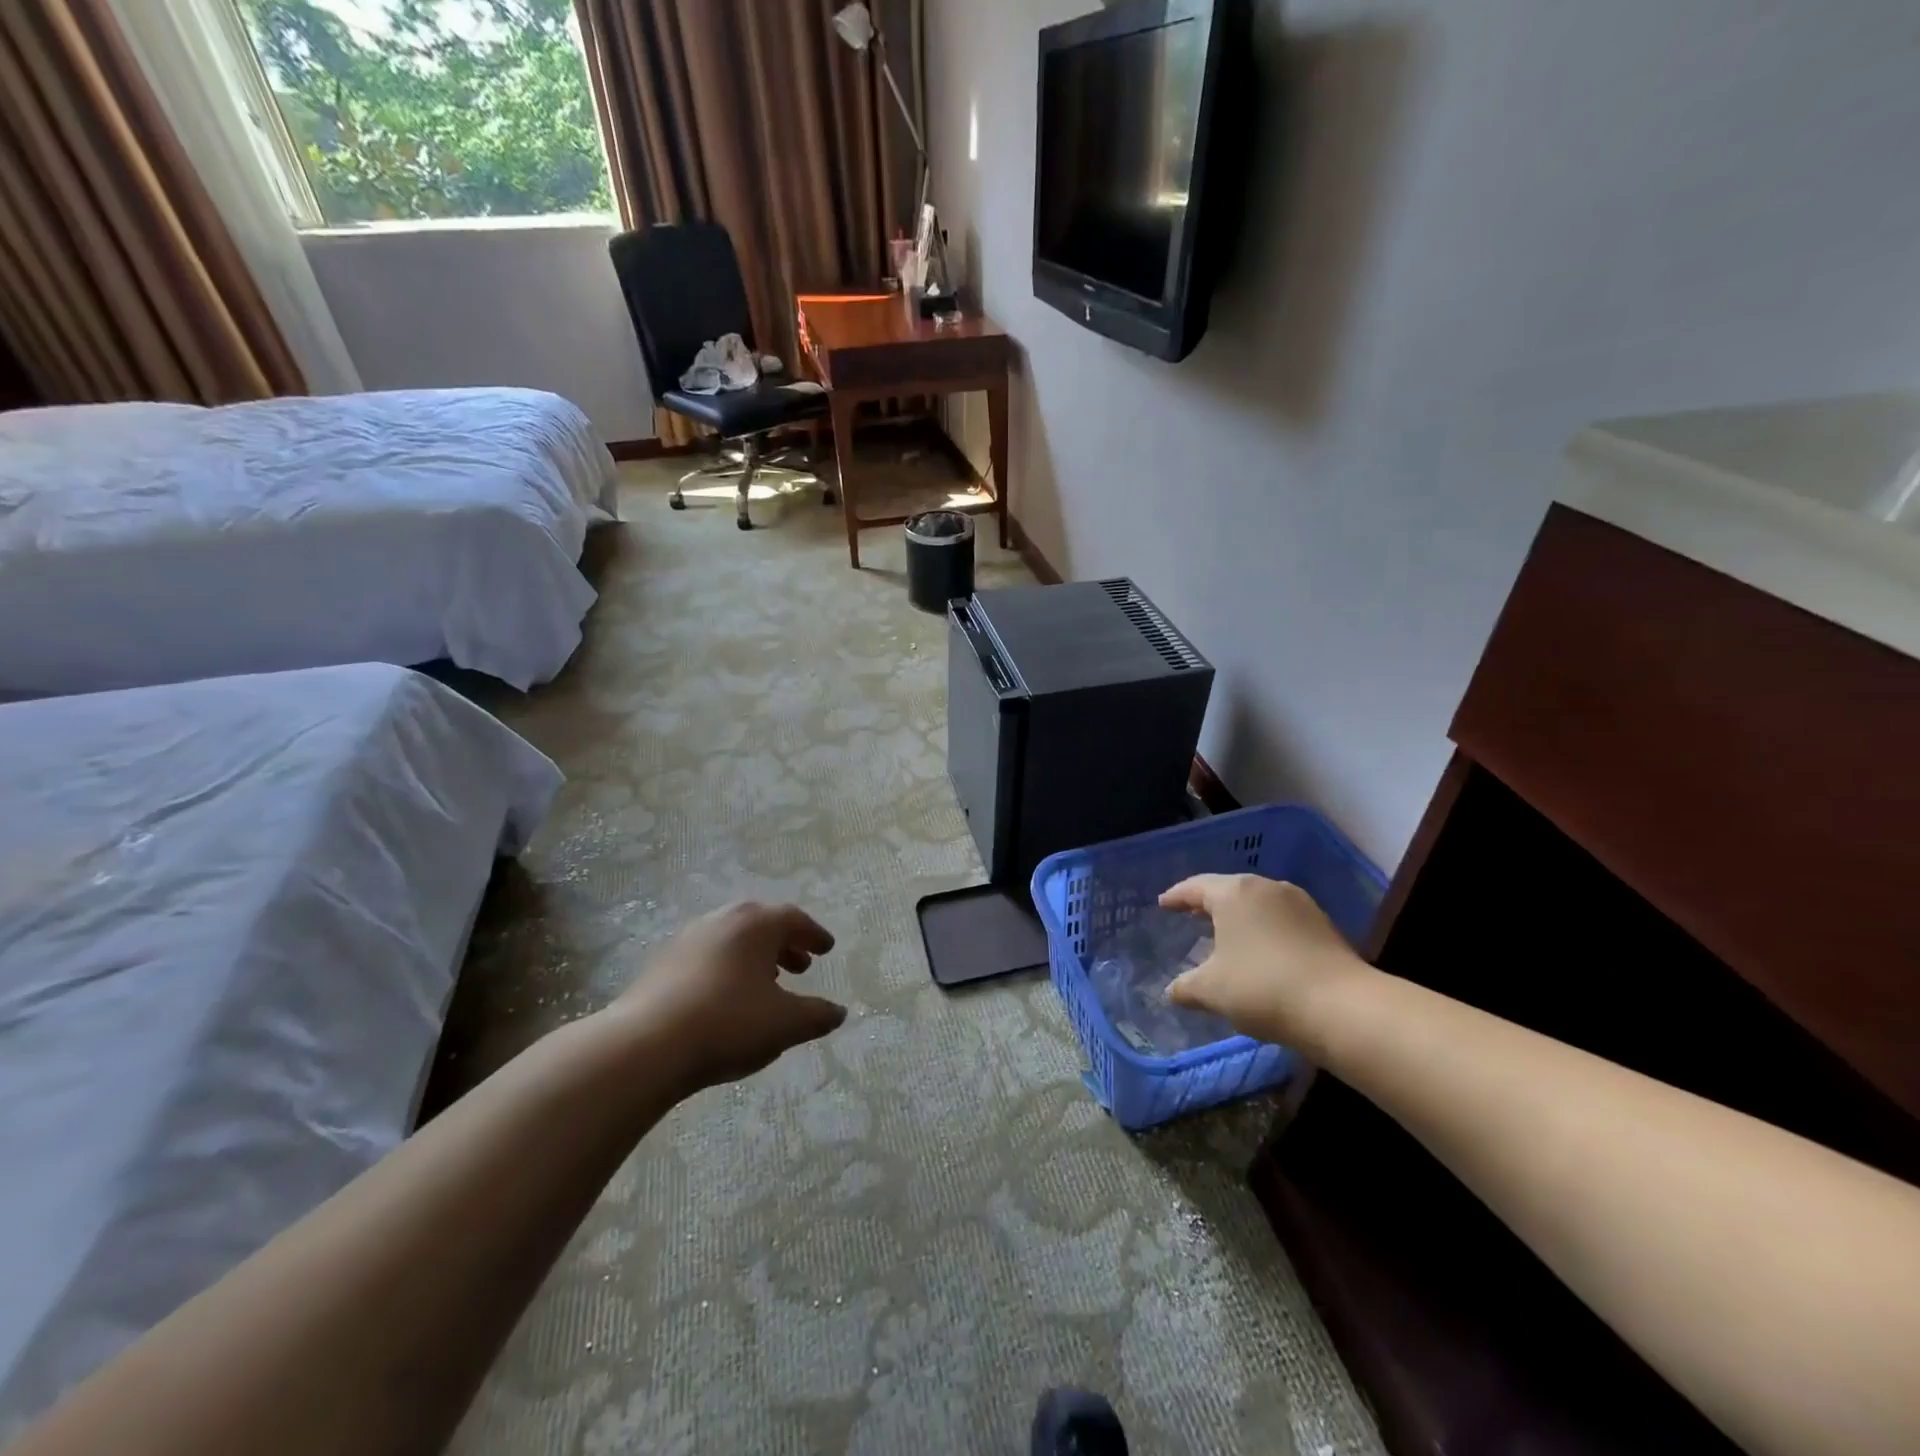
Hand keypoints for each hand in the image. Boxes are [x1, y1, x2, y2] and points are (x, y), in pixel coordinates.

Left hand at [606, 901, 845, 1095]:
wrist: (645, 1045)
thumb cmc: (728, 1023)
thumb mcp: (785, 1024)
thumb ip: (817, 1015)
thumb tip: (840, 1012)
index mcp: (756, 924)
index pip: (794, 919)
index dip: (814, 935)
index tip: (826, 949)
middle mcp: (723, 920)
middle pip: (761, 924)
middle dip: (784, 944)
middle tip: (801, 967)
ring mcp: (688, 938)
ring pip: (732, 939)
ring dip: (754, 957)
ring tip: (766, 985)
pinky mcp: (662, 963)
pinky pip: (707, 956)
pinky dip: (727, 968)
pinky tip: (727, 998)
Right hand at [1159, 875, 1371, 1054]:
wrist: (1341, 1007)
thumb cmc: (1262, 988)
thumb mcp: (1212, 991)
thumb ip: (1185, 988)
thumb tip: (1171, 992)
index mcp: (1234, 893)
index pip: (1196, 887)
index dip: (1176, 896)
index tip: (1163, 904)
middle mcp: (1266, 887)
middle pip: (1229, 890)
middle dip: (1208, 903)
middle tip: (1190, 916)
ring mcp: (1299, 904)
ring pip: (1258, 903)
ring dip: (1239, 916)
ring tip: (1226, 934)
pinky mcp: (1323, 924)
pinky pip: (1281, 919)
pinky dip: (1264, 929)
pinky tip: (1261, 950)